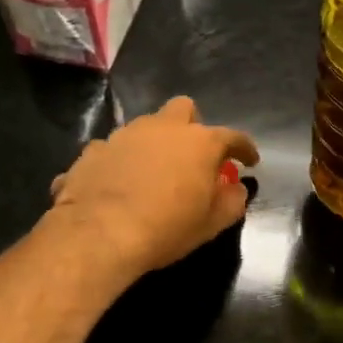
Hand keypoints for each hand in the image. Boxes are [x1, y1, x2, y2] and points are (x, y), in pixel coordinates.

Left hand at [47, 96, 259, 276]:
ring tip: (152, 172)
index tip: (249, 161)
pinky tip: (117, 184)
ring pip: (145, 126)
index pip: (233, 137)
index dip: (244, 149)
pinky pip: (113, 149)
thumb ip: (232, 201)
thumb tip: (235, 189)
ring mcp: (124, 135)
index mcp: (199, 142)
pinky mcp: (93, 150)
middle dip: (192, 126)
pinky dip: (120, 162)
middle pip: (184, 109)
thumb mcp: (211, 224)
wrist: (99, 234)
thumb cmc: (166, 228)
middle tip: (192, 155)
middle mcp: (163, 128)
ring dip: (154, 143)